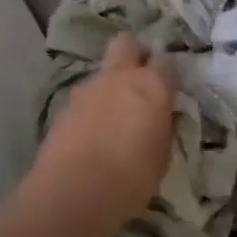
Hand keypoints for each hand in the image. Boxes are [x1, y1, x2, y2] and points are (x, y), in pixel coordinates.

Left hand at [29, 35, 177, 236]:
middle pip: (128, 43)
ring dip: (112, 84)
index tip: (170, 90)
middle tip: (142, 78)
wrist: (70, 194)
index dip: (169, 74)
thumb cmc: (129, 180)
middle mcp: (120, 76)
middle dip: (136, 53)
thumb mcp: (162, 158)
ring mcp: (89, 87)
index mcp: (151, 86)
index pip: (167, 62)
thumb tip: (164, 116)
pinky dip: (93, 105)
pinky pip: (87, 95)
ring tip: (115, 116)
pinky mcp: (66, 104)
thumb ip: (164, 128)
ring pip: (104, 71)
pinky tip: (93, 132)